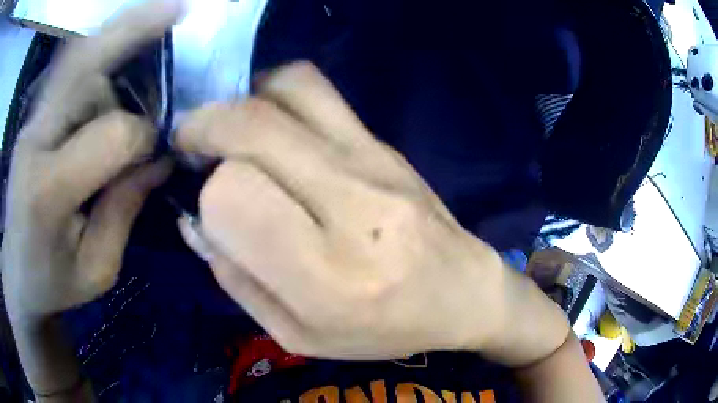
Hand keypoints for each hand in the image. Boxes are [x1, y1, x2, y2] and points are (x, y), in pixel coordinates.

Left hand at [1, 0, 180, 321]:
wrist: (16, 273)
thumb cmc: (52, 281)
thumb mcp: (96, 269)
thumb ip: (124, 212)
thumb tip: (157, 158)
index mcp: (47, 193)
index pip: (109, 137)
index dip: (142, 138)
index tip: (157, 154)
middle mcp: (35, 142)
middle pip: (84, 68)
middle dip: (132, 32)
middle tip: (177, 9)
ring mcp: (32, 122)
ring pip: (77, 60)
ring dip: (119, 33)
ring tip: (160, 14)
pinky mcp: (34, 117)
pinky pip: (69, 68)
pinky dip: (100, 45)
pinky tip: (123, 34)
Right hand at [176, 62, 568, 365]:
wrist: (462, 292)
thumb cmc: (383, 328)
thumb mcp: (297, 334)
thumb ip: (236, 280)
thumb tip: (193, 222)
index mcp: (325, 274)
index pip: (231, 195)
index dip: (209, 199)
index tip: (211, 212)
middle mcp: (350, 203)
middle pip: (250, 126)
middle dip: (204, 127)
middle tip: (191, 145)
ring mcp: (373, 160)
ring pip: (287, 89)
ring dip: (241, 101)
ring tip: (230, 130)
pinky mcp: (385, 142)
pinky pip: (318, 90)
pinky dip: (275, 93)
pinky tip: (270, 124)